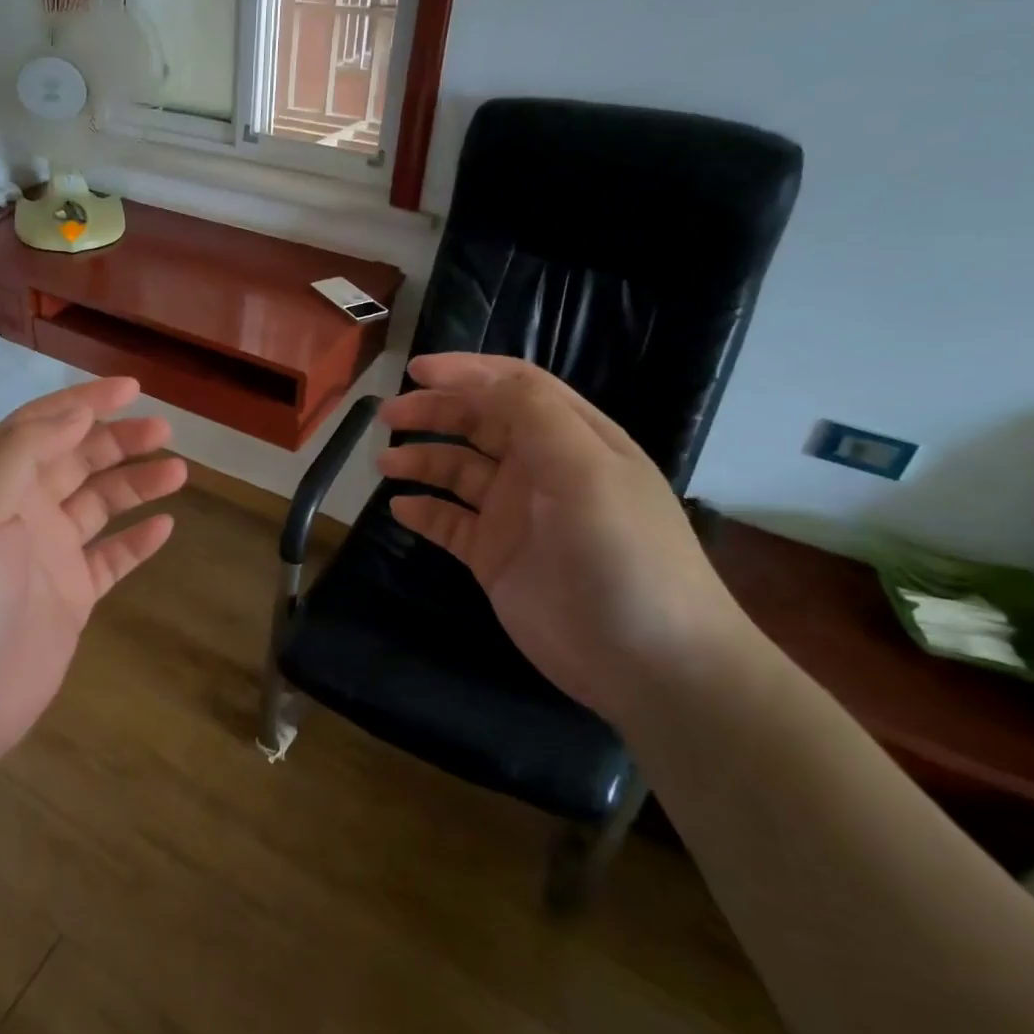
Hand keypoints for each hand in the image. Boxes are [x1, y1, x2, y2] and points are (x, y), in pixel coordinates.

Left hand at [0, 377, 185, 774]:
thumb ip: (22, 454)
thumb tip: (75, 413)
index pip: (42, 426)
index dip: (85, 402)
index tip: (132, 388)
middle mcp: (21, 512)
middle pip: (78, 460)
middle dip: (119, 441)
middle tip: (165, 432)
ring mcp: (47, 556)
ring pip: (100, 504)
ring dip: (136, 484)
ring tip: (178, 472)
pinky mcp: (70, 597)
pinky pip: (111, 558)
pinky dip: (137, 540)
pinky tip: (165, 527)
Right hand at [376, 354, 748, 720]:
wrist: (648, 663)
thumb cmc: (623, 553)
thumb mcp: (586, 469)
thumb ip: (533, 414)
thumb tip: (476, 380)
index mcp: (572, 439)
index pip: (514, 387)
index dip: (466, 372)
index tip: (415, 370)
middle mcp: (541, 469)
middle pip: (479, 423)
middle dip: (434, 412)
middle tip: (388, 416)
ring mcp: (516, 515)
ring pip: (458, 471)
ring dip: (422, 459)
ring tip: (385, 463)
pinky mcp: (495, 557)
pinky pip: (450, 522)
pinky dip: (424, 510)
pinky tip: (400, 507)